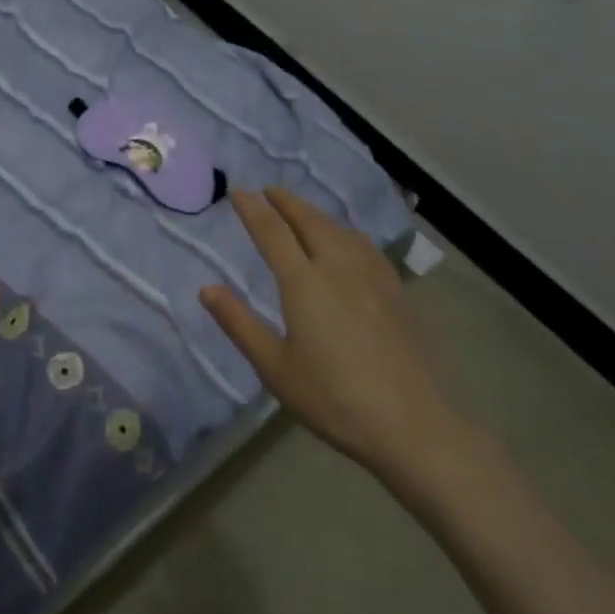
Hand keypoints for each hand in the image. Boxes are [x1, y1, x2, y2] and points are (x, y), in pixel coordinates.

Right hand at [201, 187, 472, 497]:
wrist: (408, 423)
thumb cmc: (331, 398)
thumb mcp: (274, 367)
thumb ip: (239, 323)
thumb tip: (206, 289)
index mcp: (303, 283)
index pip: (272, 232)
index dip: (253, 210)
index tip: (238, 192)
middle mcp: (337, 268)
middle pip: (309, 221)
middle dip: (286, 202)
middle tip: (268, 190)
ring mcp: (370, 278)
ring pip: (339, 230)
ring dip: (315, 213)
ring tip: (301, 210)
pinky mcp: (394, 292)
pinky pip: (364, 245)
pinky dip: (345, 231)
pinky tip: (348, 241)